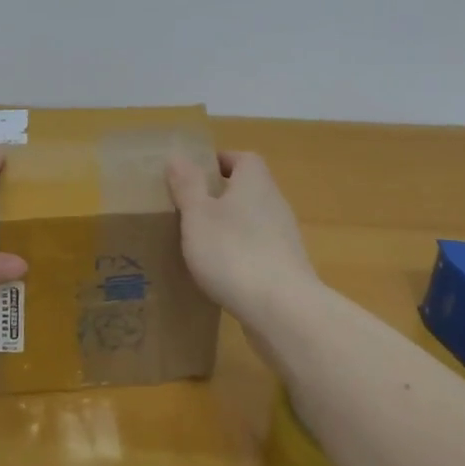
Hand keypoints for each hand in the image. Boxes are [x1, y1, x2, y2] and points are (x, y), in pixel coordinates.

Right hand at [166, 150, 316, 327]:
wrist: (281, 309)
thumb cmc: (233, 252)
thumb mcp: (198, 215)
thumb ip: (188, 185)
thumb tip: (179, 156)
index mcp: (255, 182)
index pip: (243, 159)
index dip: (219, 162)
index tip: (194, 175)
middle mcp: (275, 203)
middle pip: (248, 189)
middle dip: (221, 196)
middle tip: (190, 210)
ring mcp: (285, 237)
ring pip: (253, 221)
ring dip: (231, 227)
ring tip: (201, 243)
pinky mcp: (286, 267)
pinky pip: (259, 250)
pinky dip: (241, 254)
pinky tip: (222, 273)